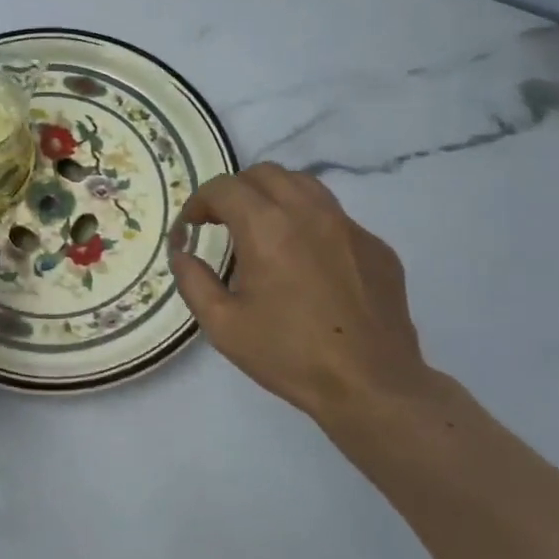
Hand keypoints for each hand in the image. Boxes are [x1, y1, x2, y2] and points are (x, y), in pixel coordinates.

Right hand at [170, 163, 434, 429]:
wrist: (371, 384)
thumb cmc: (288, 355)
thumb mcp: (222, 324)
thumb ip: (193, 280)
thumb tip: (182, 253)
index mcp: (267, 228)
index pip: (224, 188)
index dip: (198, 202)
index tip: (190, 229)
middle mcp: (309, 213)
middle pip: (265, 173)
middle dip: (235, 191)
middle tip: (221, 223)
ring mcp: (349, 226)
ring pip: (304, 185)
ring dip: (273, 196)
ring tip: (261, 230)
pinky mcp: (375, 246)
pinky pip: (334, 216)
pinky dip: (307, 222)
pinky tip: (304, 260)